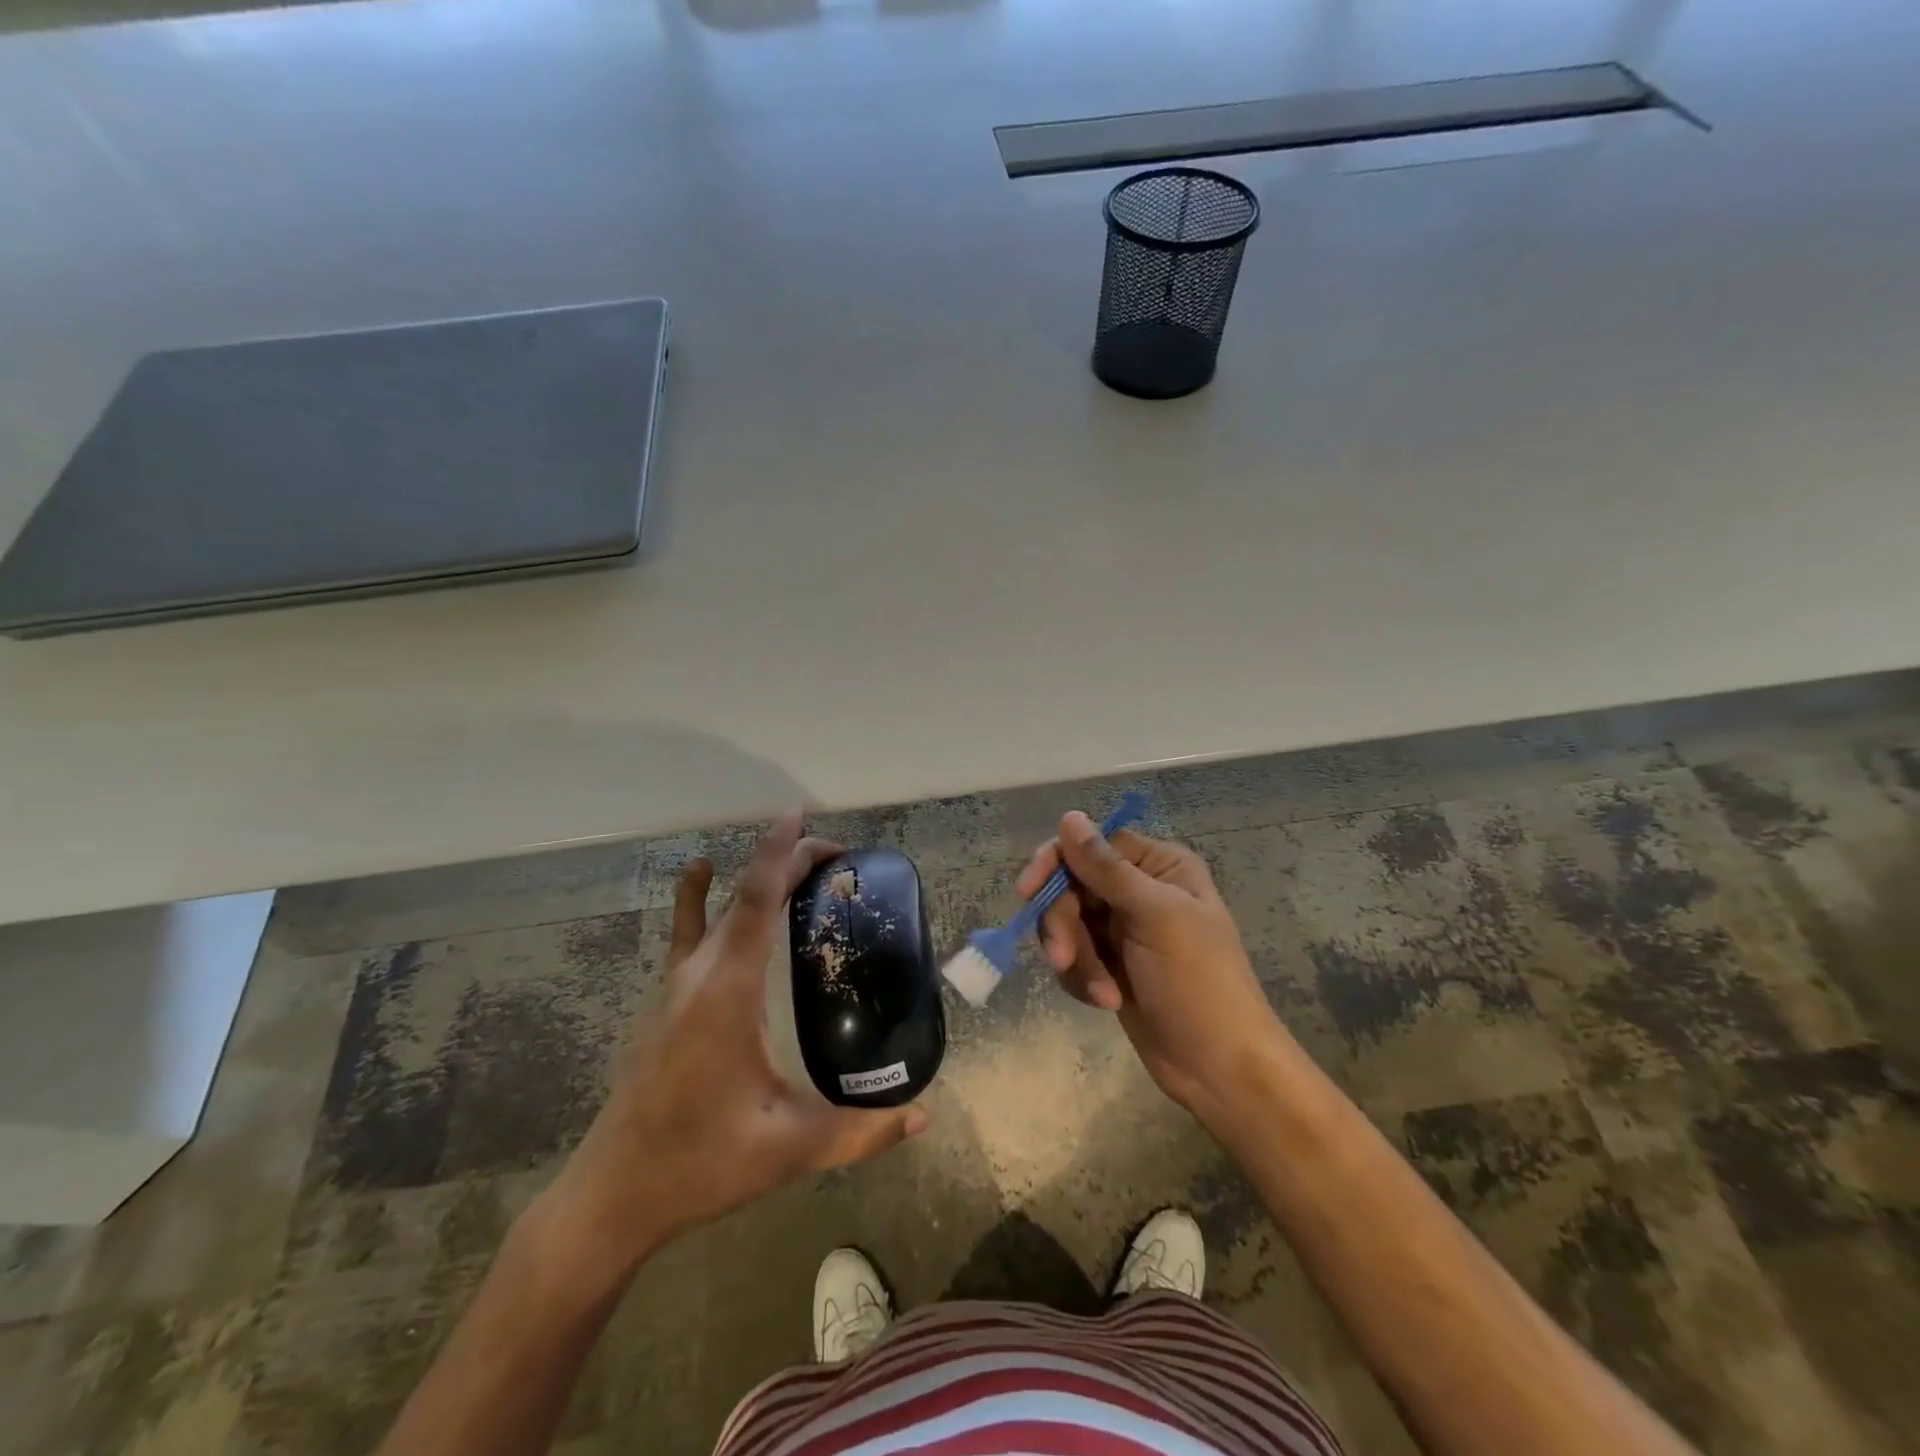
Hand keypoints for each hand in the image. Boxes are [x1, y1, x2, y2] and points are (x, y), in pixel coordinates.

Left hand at [544, 814, 927, 1278]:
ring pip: (716, 908)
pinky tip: (701, 873)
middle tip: (838, 858)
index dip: (780, 854)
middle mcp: (698, 974)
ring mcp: (674, 985)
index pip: (755, 901)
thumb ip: (859, 1131)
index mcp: (726, 993)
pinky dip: (699, 895)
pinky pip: (686, 931)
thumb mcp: (787, 1148)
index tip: (802, 817)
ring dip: (755, 877)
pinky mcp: (665, 1000)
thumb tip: (923, 1114)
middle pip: (742, 894)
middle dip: (788, 862)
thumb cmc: (699, 1164)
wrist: (612, 1196)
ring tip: (796, 866)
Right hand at [1018, 811, 1286, 1120]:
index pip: (1092, 845)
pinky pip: (1072, 956)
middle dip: (1063, 924)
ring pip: (1066, 923)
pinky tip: (1106, 1001)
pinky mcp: (1110, 965)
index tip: (1029, 891)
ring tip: (1101, 994)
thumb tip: (1069, 816)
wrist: (1220, 1068)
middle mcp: (1138, 890)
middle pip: (1072, 885)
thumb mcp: (1155, 917)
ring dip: (1075, 958)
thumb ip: (1107, 868)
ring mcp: (1122, 929)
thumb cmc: (1198, 982)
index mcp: (1159, 867)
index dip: (1057, 863)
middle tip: (1060, 958)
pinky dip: (1082, 978)